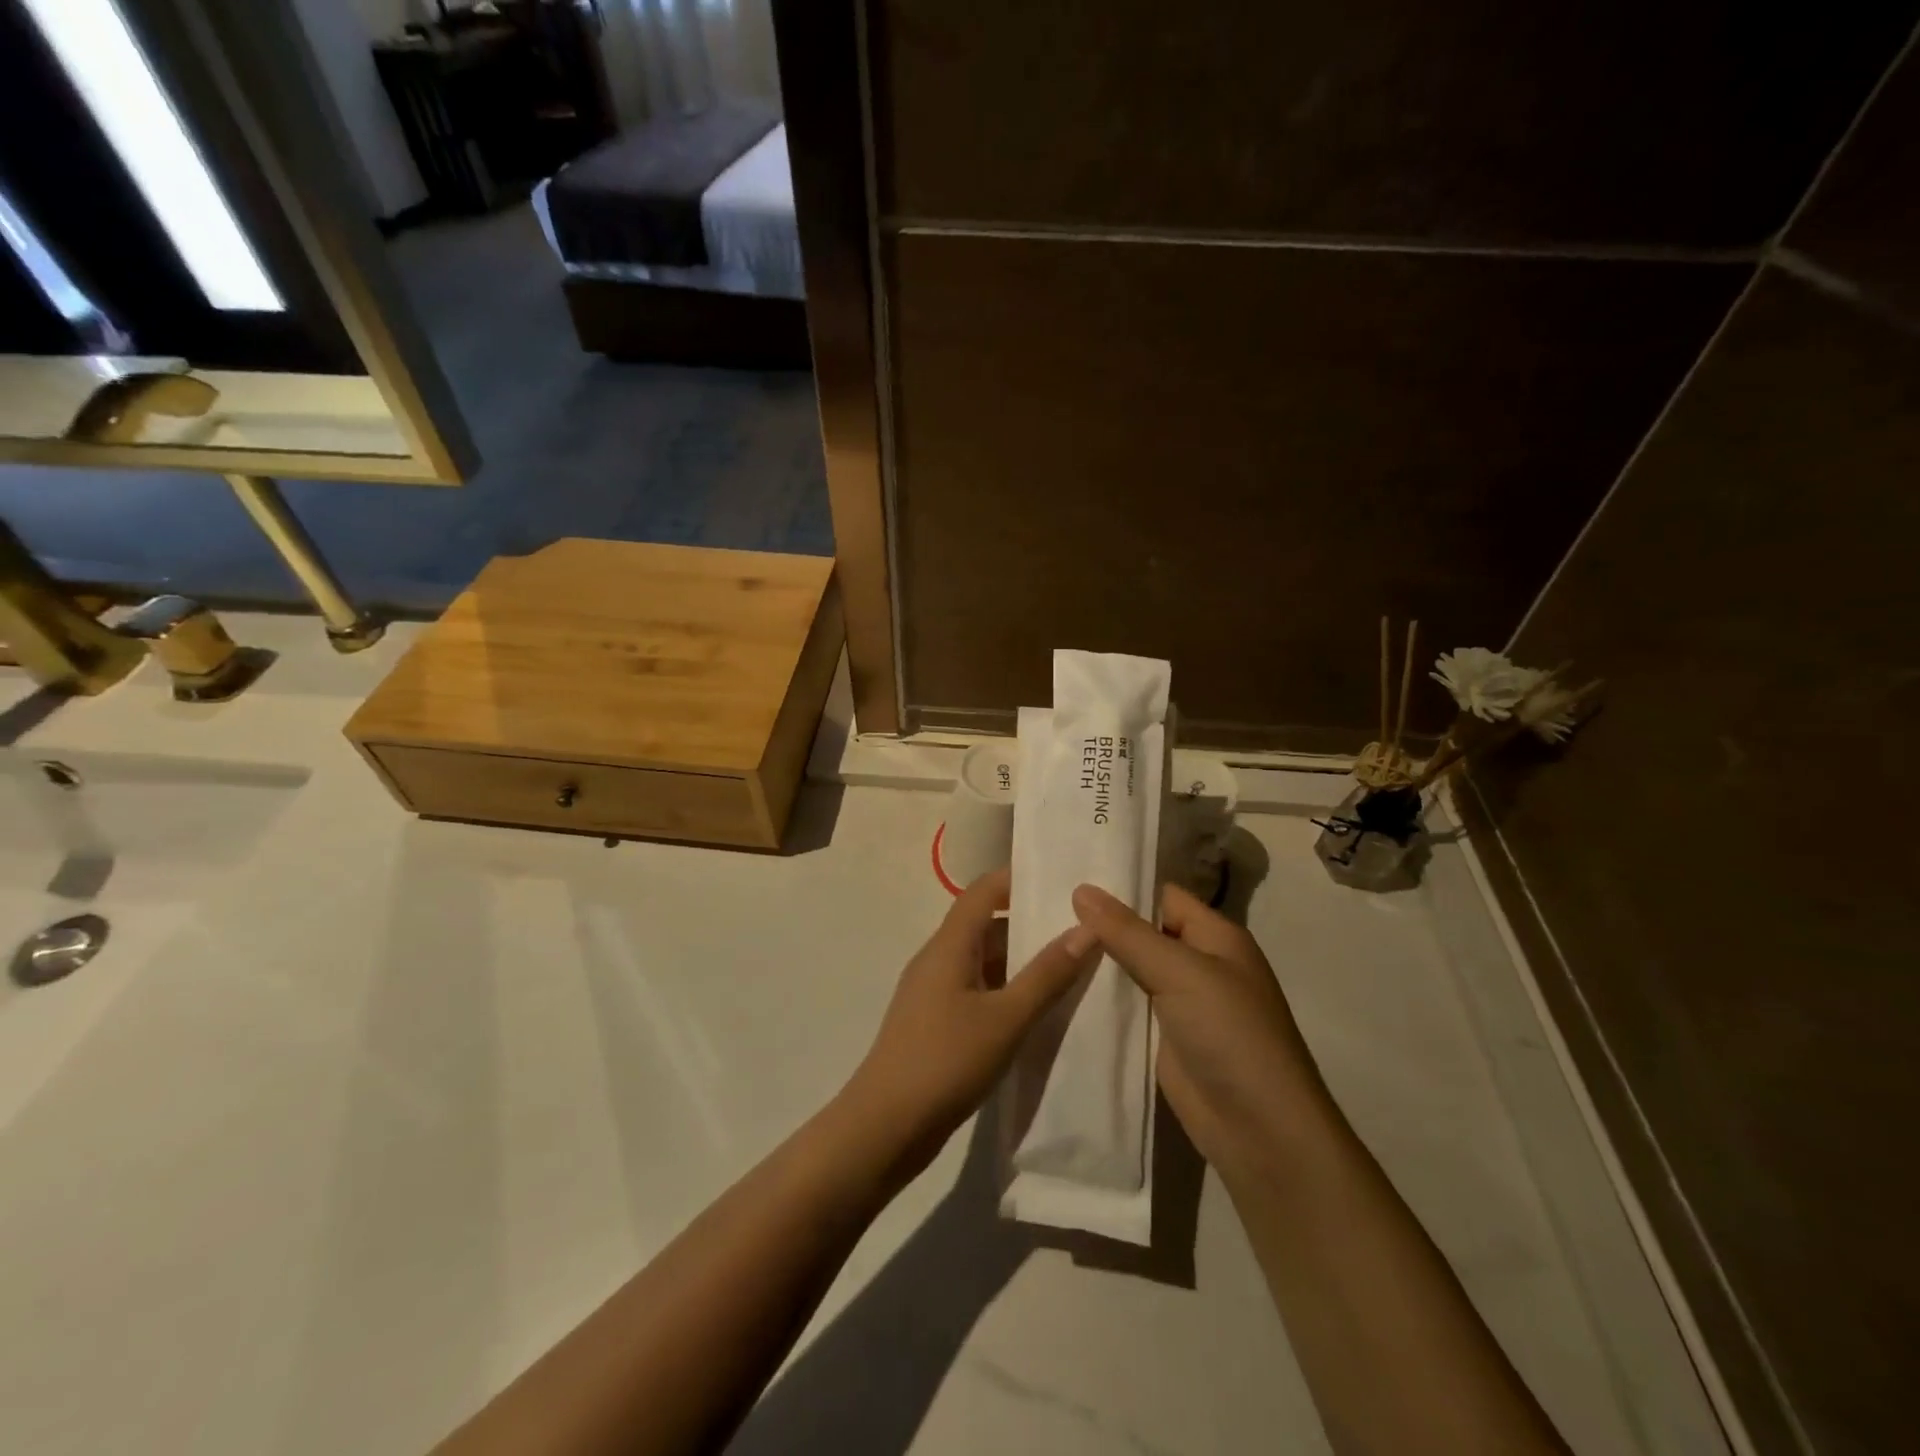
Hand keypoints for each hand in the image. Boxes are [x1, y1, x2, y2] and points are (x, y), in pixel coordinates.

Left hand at [846, 867, 1098, 1178]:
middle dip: (1028, 921)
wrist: (885, 1127)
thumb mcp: (1006, 1019)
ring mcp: (933, 992)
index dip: (1017, 879)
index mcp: (948, 946)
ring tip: (1069, 964)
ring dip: (1019, 959)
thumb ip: (1047, 974)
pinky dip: (1006, 989)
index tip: (1060, 880)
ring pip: (982, 960)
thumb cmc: (945, 1062)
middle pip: (984, 924)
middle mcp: (938, 959)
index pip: (982, 891)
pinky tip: (1036, 1009)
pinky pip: (976, 989)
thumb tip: (1086, 929)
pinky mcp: (935, 1022)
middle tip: (1079, 926)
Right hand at [1070, 883, 1329, 1179]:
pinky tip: (1058, 987)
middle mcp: (1199, 964)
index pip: (1162, 897)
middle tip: (1043, 908)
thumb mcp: (1179, 971)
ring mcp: (1180, 1004)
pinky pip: (1126, 1007)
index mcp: (1215, 937)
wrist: (1259, 1131)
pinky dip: (1100, 999)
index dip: (1122, 887)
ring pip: (1130, 970)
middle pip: (1143, 932)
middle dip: (1101, 925)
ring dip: (1096, 962)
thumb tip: (1081, 889)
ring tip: (1041, 941)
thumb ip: (1127, 932)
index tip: (1070, 878)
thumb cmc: (1230, 1034)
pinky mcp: (1163, 1038)